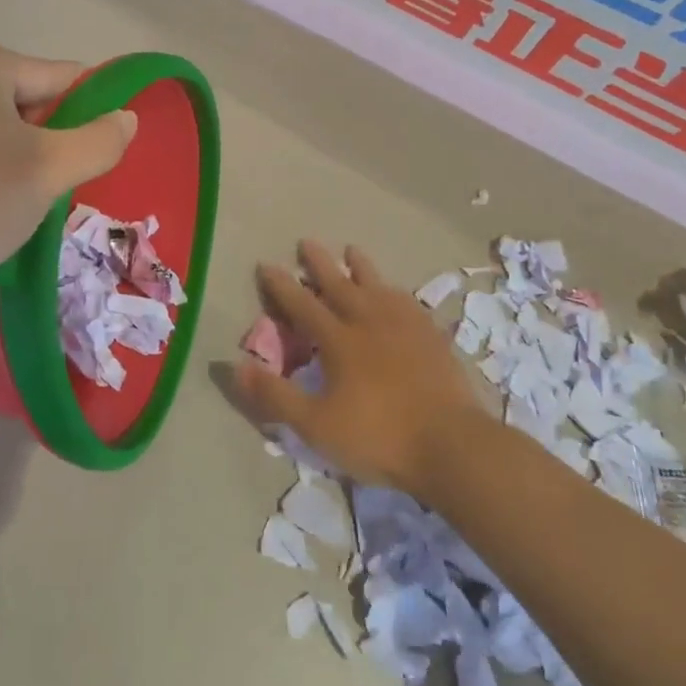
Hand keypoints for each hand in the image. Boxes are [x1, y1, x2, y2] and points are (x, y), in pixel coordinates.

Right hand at [226, 241, 490, 494]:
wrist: (450, 444)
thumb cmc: (378, 436)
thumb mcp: (315, 424)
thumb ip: (274, 394)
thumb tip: (234, 366)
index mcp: (338, 340)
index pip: (302, 304)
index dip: (282, 285)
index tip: (267, 264)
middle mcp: (368, 322)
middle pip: (339, 284)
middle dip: (319, 263)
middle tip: (307, 241)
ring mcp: (404, 326)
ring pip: (376, 286)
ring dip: (360, 267)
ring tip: (351, 249)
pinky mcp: (432, 337)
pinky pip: (408, 302)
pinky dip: (395, 290)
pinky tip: (396, 290)